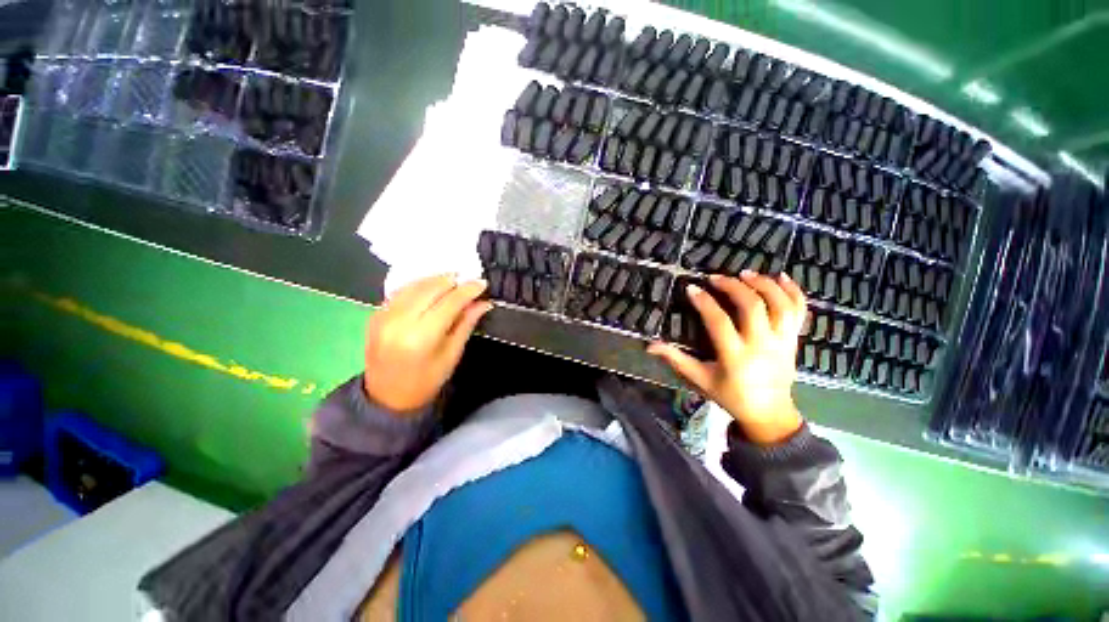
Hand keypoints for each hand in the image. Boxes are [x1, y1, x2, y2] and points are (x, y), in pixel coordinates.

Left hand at [363, 274, 492, 413]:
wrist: (387, 397)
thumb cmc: (426, 381)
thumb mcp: (452, 355)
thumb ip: (466, 324)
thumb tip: (483, 303)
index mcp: (422, 337)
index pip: (449, 302)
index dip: (468, 290)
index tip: (482, 283)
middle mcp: (399, 322)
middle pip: (431, 288)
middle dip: (452, 280)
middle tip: (468, 280)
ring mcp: (383, 316)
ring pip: (414, 285)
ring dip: (436, 280)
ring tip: (453, 281)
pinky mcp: (375, 315)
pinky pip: (401, 291)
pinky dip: (419, 285)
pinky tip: (431, 288)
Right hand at [648, 271, 805, 444]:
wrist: (770, 414)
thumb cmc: (731, 396)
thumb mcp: (700, 379)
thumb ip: (676, 359)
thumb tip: (650, 345)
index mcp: (735, 356)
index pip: (719, 322)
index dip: (705, 302)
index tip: (692, 289)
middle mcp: (762, 345)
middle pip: (752, 306)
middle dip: (733, 286)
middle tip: (716, 277)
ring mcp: (782, 341)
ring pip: (780, 305)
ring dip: (763, 284)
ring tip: (745, 273)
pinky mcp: (794, 340)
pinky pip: (800, 312)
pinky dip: (793, 292)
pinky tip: (782, 277)